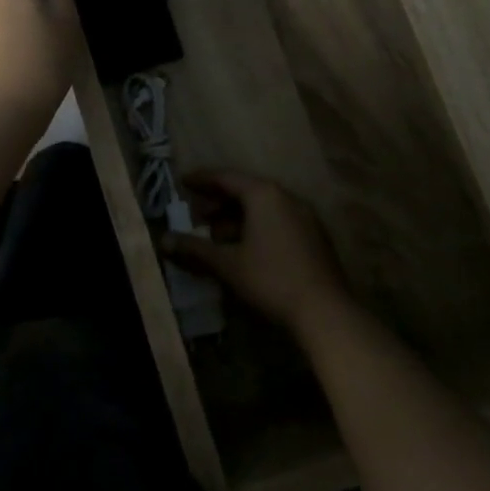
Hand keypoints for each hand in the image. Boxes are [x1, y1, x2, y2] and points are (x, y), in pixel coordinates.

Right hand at [172, 171, 353, 340]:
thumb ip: (194, 249)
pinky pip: (278, 221)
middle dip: (218, 202)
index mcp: (264, 195)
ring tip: (217, 237)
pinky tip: (245, 250)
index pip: (226, 178)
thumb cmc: (271, 279)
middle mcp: (286, 197)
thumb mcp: (227, 264)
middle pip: (245, 190)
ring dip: (236, 218)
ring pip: (263, 207)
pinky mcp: (314, 237)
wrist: (326, 312)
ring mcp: (305, 217)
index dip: (202, 180)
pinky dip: (256, 227)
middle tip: (197, 216)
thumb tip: (163, 241)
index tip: (183, 182)